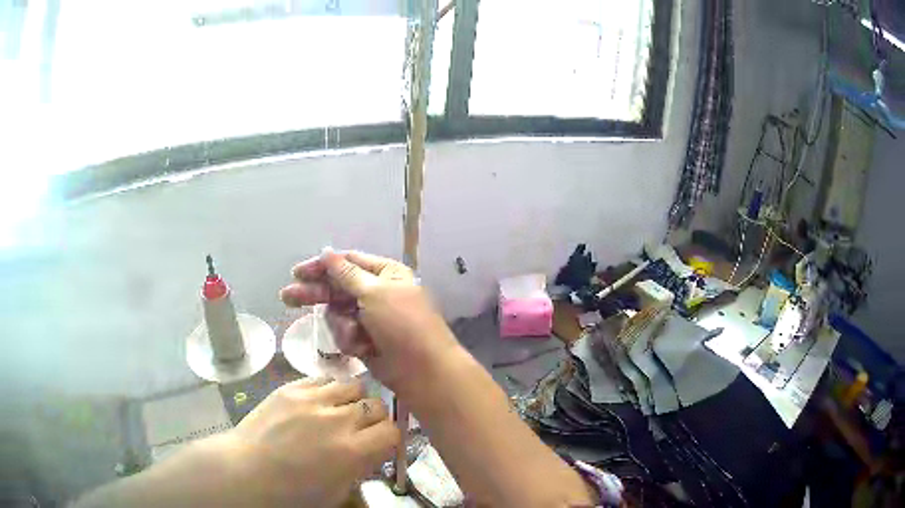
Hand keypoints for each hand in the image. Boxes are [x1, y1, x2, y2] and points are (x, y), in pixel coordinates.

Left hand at [228, 377, 397, 506]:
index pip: (392, 431)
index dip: (390, 438)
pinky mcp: (291, 387)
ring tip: (340, 411)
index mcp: (352, 451)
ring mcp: (312, 399)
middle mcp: (338, 420)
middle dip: (375, 418)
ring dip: (353, 399)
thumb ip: (362, 466)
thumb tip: (374, 449)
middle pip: (376, 405)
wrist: (247, 471)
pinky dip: (328, 390)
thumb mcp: (337, 491)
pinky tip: (319, 403)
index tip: (381, 443)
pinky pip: (323, 379)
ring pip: (353, 384)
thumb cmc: (293, 492)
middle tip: (362, 429)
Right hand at [279, 249, 461, 393]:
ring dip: (342, 326)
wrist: (423, 371)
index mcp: (385, 274)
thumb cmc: (402, 324)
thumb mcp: (374, 292)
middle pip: (337, 288)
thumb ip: (346, 273)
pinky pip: (344, 334)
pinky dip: (350, 341)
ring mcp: (369, 318)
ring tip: (356, 337)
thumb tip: (327, 252)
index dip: (322, 266)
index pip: (347, 262)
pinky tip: (362, 350)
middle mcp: (376, 293)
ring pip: (337, 314)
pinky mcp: (364, 341)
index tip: (298, 272)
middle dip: (315, 294)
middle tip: (287, 297)